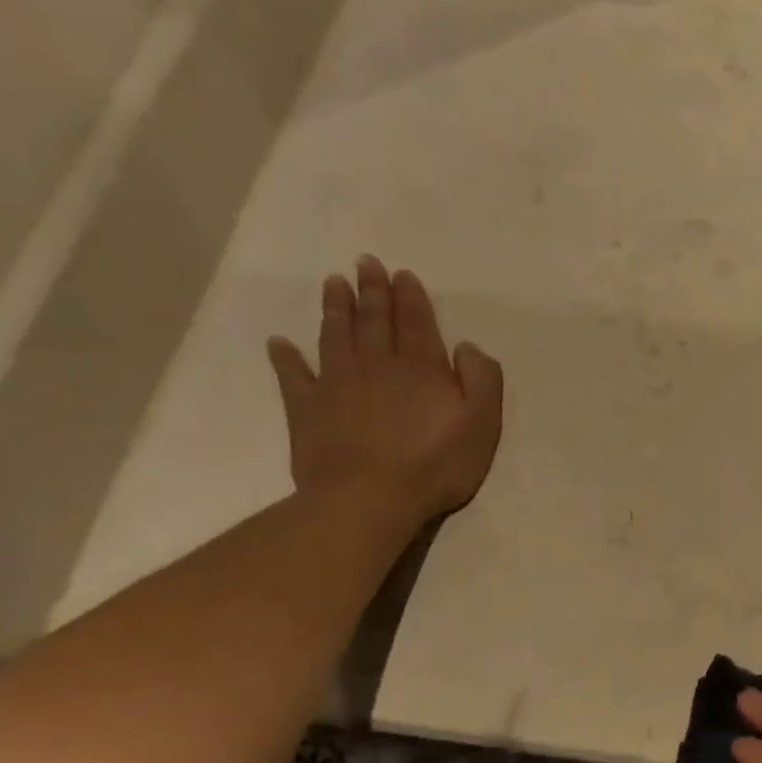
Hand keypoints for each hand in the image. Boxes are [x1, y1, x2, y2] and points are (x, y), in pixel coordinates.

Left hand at [268, 256, 502, 524]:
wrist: (369, 499)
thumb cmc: (436, 465)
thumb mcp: (482, 424)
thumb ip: (482, 380)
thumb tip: (467, 347)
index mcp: (422, 368)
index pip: (417, 322)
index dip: (411, 296)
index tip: (402, 274)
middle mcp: (378, 365)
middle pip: (375, 320)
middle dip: (372, 290)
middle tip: (366, 263)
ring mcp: (337, 384)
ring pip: (335, 335)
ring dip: (335, 308)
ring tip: (333, 284)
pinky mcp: (307, 409)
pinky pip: (293, 375)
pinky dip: (285, 357)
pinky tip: (279, 343)